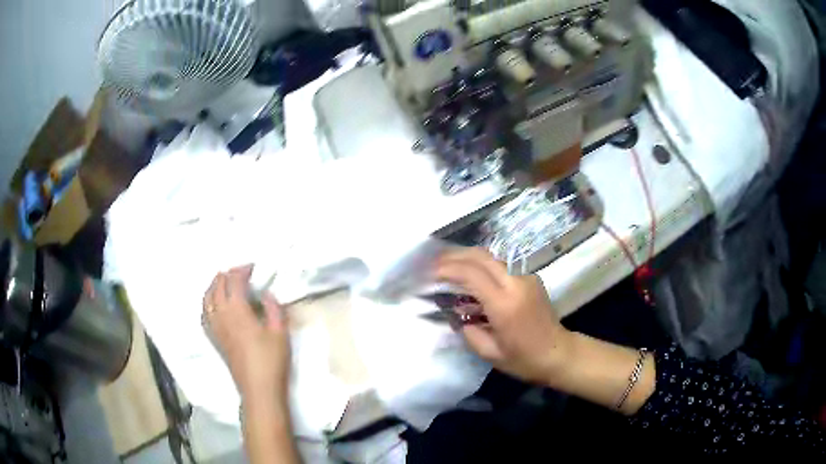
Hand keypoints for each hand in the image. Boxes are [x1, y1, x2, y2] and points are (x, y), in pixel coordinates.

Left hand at [202, 265, 290, 401]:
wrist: (258, 388)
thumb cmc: (271, 361)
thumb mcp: (280, 333)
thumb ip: (273, 309)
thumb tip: (266, 295)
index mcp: (238, 311)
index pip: (234, 282)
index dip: (242, 270)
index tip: (253, 267)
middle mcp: (221, 315)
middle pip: (218, 286)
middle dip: (227, 275)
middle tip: (240, 272)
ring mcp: (215, 328)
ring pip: (207, 298)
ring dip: (214, 286)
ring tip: (224, 282)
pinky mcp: (214, 339)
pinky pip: (204, 313)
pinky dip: (208, 302)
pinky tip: (214, 304)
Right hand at [434, 247, 571, 384]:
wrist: (559, 353)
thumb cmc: (524, 360)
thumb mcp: (490, 353)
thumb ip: (469, 331)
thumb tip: (458, 315)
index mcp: (504, 304)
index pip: (472, 274)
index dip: (448, 269)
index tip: (430, 273)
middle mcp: (516, 283)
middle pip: (481, 256)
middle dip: (455, 255)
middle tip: (435, 262)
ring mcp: (526, 277)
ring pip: (492, 258)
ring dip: (468, 258)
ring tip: (449, 266)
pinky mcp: (531, 278)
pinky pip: (501, 267)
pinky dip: (482, 267)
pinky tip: (472, 277)